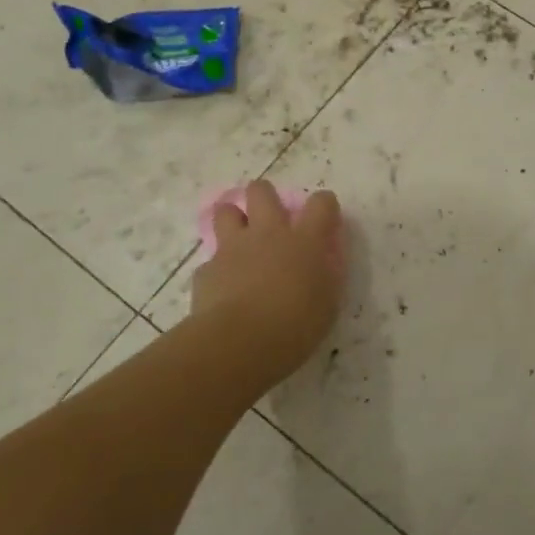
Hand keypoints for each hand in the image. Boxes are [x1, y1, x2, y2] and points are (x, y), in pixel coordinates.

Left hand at [190, 181, 344, 388]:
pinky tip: (223, 288)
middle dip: (264, 196)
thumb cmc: (296, 325)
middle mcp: (268, 234)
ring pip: (226, 211)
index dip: (324, 204)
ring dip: (233, 220)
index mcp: (305, 241)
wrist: (240, 343)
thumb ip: (325, 277)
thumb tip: (322, 265)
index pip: (321, 204)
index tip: (325, 216)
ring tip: (240, 240)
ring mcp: (233, 248)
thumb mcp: (327, 303)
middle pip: (262, 192)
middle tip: (270, 217)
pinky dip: (218, 270)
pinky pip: (211, 261)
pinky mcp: (207, 270)